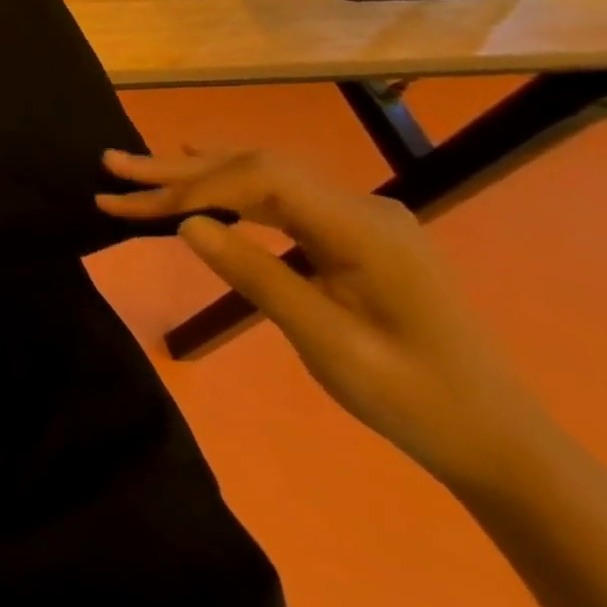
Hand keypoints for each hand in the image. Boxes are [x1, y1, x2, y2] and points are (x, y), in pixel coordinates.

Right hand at [96, 149, 546, 490]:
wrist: (495, 442)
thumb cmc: (413, 398)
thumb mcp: (330, 343)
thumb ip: (257, 276)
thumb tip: (186, 225)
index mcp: (363, 228)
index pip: (261, 180)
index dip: (194, 187)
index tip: (138, 206)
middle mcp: (358, 206)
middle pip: (253, 169)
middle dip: (177, 171)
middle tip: (111, 165)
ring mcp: (355, 216)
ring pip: (259, 178)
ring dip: (193, 176)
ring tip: (133, 170)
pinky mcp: (348, 232)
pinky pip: (275, 196)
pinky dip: (225, 186)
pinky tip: (197, 169)